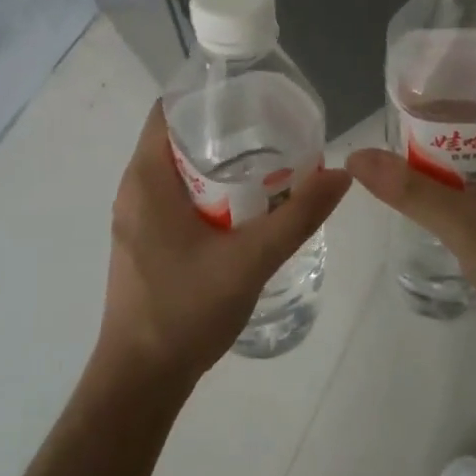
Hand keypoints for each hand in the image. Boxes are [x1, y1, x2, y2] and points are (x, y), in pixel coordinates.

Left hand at [100, 101, 351, 389]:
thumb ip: (298, 216)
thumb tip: (341, 174)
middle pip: (178, 137)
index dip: (209, 95)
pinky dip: (210, 190)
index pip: (168, 109)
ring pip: (180, 171)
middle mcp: (135, 190)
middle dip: (226, 129)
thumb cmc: (185, 310)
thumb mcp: (250, 260)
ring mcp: (137, 219)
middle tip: (276, 127)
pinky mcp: (146, 242)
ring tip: (271, 159)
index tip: (253, 95)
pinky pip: (178, 197)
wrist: (140, 380)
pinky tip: (249, 205)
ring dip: (220, 162)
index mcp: (146, 179)